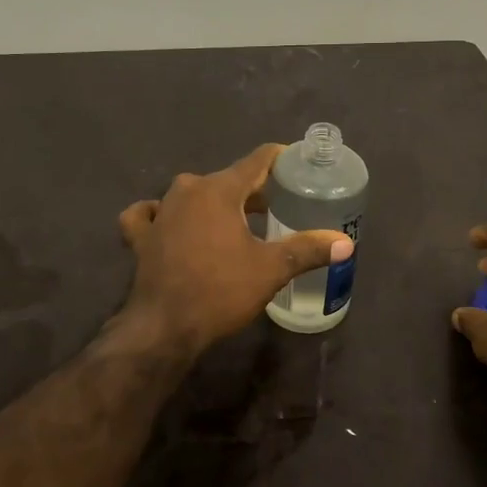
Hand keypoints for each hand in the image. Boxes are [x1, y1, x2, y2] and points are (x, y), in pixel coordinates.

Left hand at [118, 144, 352, 358]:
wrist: (163, 328)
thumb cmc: (220, 291)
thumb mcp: (270, 270)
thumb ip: (307, 250)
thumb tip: (346, 243)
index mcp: (219, 189)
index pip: (257, 160)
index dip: (280, 159)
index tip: (297, 163)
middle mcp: (187, 190)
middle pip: (227, 179)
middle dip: (252, 190)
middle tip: (276, 206)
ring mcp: (160, 212)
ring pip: (192, 195)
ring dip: (214, 203)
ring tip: (235, 221)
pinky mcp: (141, 237)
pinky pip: (151, 215)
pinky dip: (162, 216)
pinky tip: (169, 224)